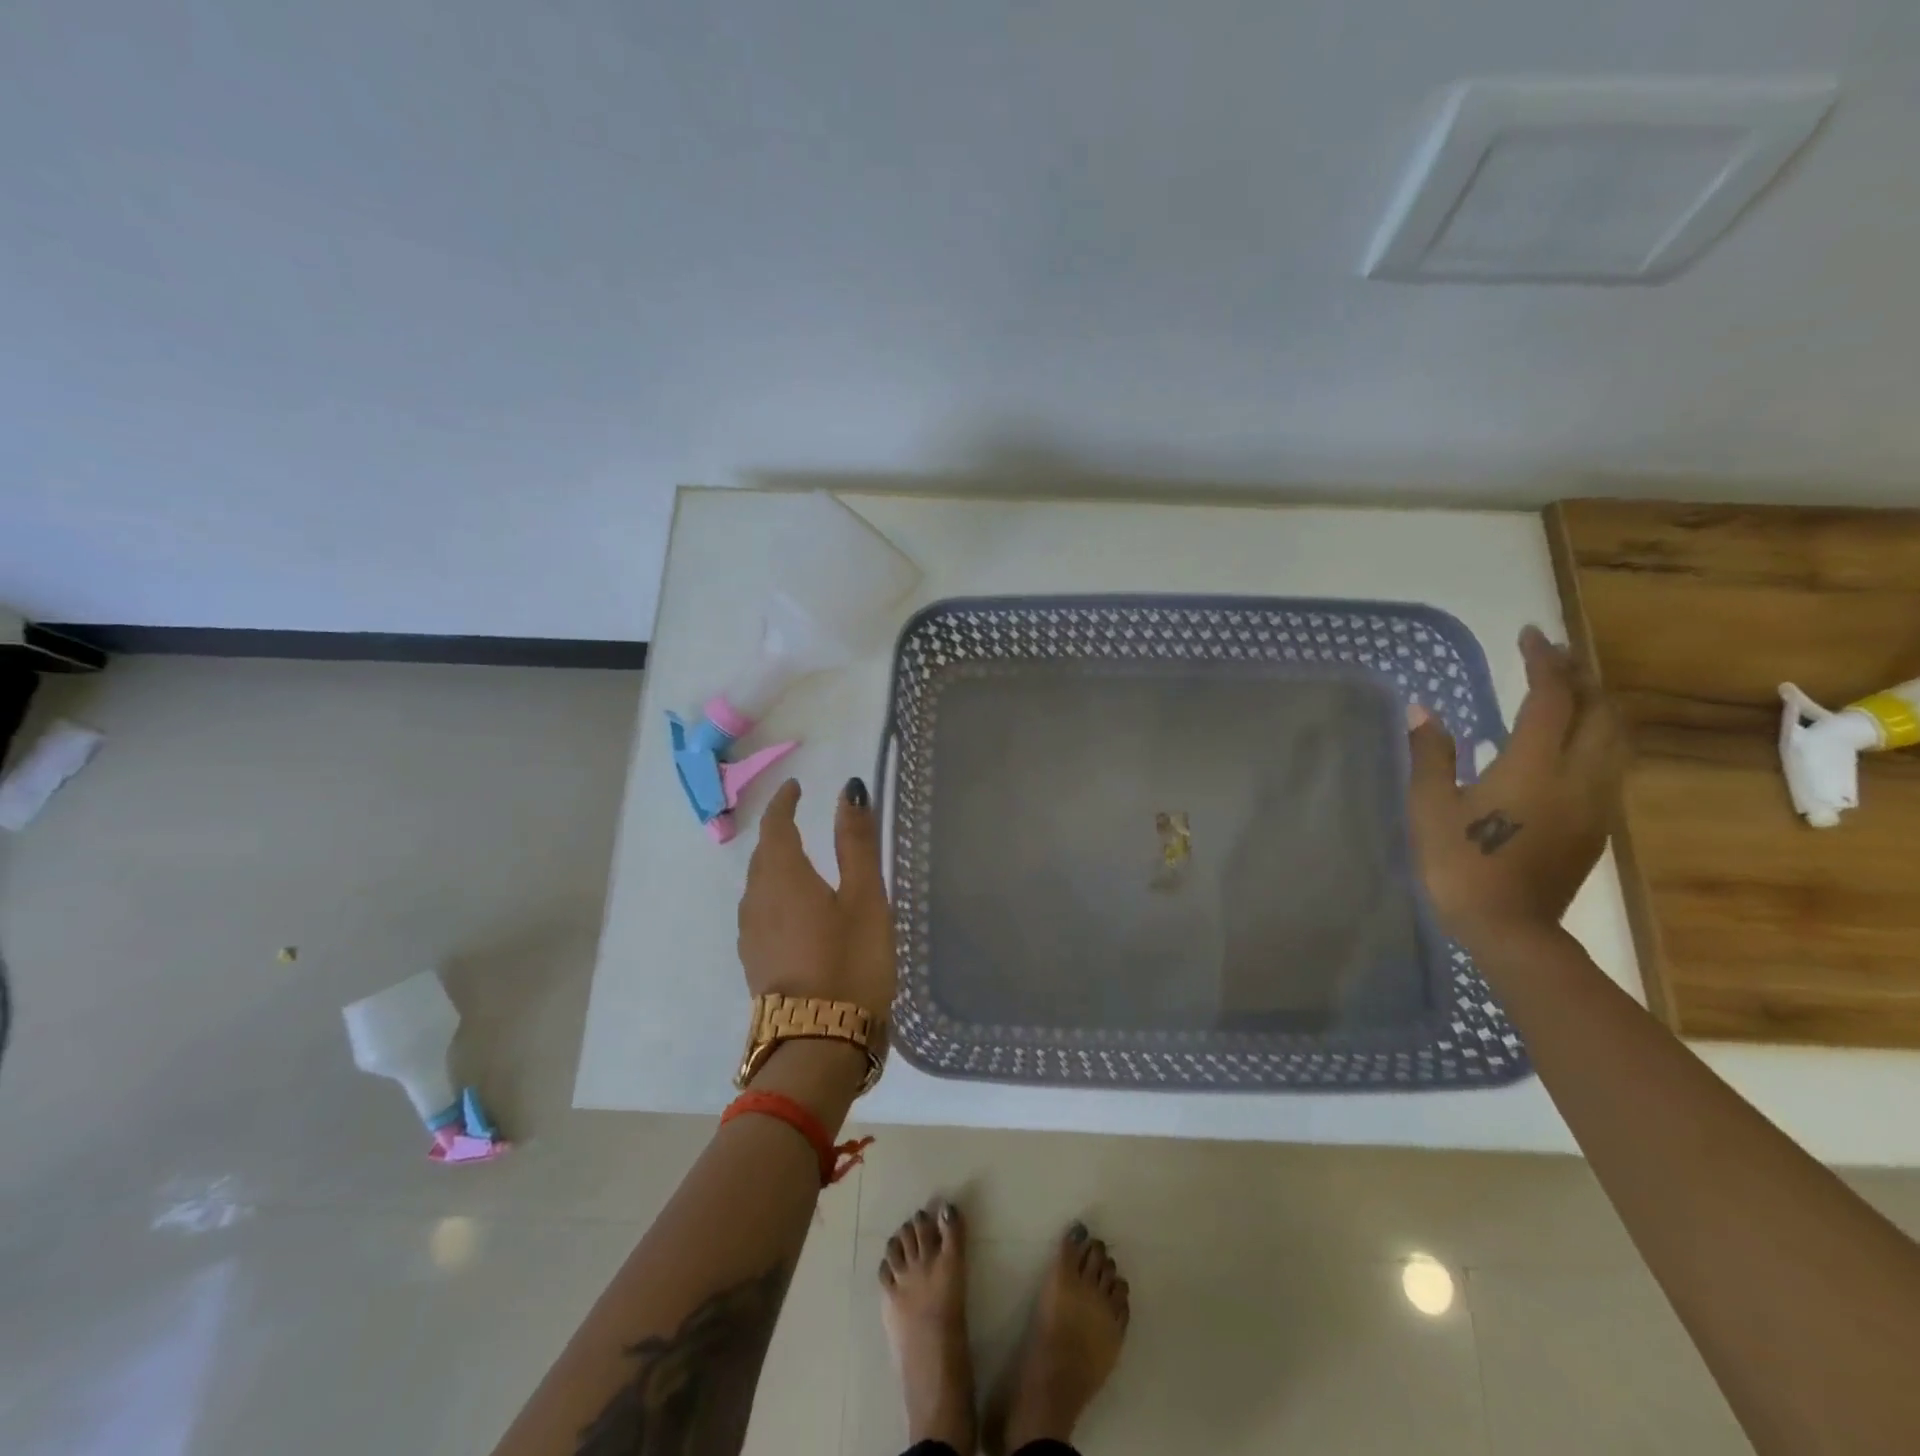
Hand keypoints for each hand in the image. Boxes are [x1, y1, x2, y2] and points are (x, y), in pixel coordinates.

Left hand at [737, 777, 895, 1021]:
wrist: (818, 1043)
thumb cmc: (850, 961)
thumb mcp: (864, 898)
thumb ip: (856, 843)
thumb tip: (849, 791)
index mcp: (784, 876)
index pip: (776, 826)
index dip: (784, 803)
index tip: (795, 787)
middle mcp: (758, 899)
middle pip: (762, 855)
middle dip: (778, 832)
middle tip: (799, 819)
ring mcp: (751, 934)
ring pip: (757, 884)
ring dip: (774, 864)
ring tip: (798, 860)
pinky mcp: (755, 961)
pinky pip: (759, 911)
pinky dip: (774, 894)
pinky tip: (792, 909)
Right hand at [1406, 626, 1624, 949]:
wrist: (1509, 928)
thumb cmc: (1461, 864)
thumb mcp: (1430, 807)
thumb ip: (1430, 754)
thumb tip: (1421, 710)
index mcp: (1535, 765)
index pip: (1552, 697)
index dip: (1544, 661)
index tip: (1530, 635)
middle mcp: (1579, 775)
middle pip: (1599, 710)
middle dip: (1579, 676)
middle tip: (1551, 657)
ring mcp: (1597, 801)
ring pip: (1615, 736)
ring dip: (1596, 704)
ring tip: (1567, 691)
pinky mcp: (1599, 823)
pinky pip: (1611, 762)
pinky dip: (1596, 734)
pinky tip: (1569, 741)